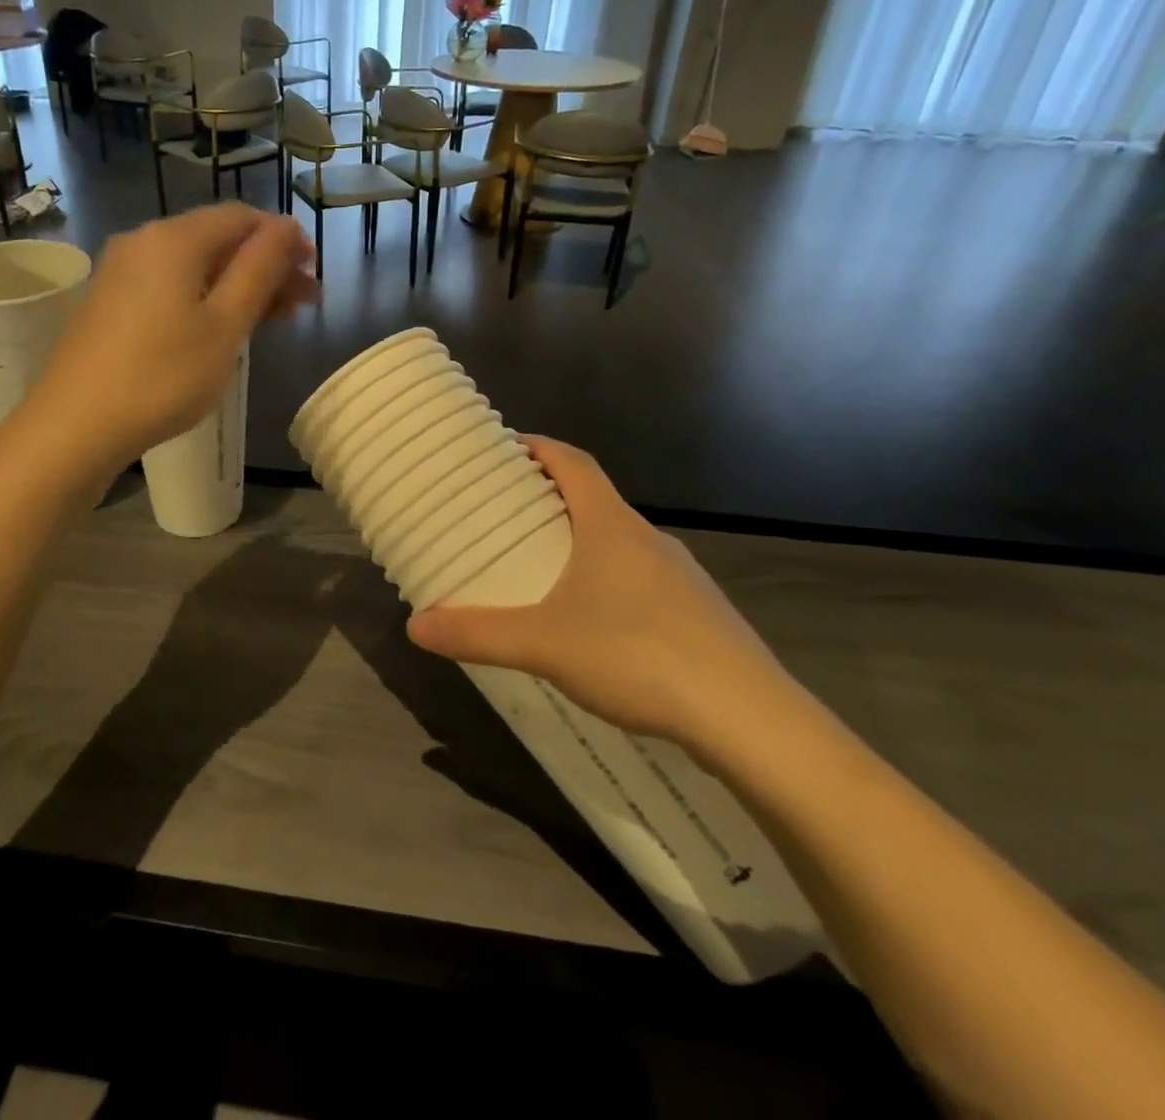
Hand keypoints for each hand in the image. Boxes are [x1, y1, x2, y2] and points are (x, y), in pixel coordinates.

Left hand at [28, 204, 317, 468]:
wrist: (75, 425)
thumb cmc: (161, 376)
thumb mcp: (224, 324)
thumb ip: (259, 270)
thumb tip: (287, 226)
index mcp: (173, 239)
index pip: (242, 217)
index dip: (283, 239)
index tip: (314, 274)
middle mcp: (144, 242)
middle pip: (218, 240)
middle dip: (266, 266)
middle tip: (305, 303)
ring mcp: (122, 273)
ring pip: (196, 266)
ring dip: (240, 286)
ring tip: (275, 319)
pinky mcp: (111, 303)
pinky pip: (171, 286)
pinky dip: (206, 299)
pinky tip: (225, 328)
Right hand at [406, 437, 795, 751]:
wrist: (748, 718)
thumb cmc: (637, 655)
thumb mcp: (543, 645)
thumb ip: (477, 634)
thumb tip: (415, 626)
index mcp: (610, 525)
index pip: (574, 462)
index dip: (539, 447)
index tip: (506, 447)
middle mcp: (647, 538)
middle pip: (594, 499)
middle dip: (551, 499)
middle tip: (508, 516)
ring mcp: (680, 575)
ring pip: (620, 542)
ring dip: (582, 542)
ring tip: (544, 571)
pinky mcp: (699, 612)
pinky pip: (641, 578)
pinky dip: (609, 581)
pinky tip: (595, 625)